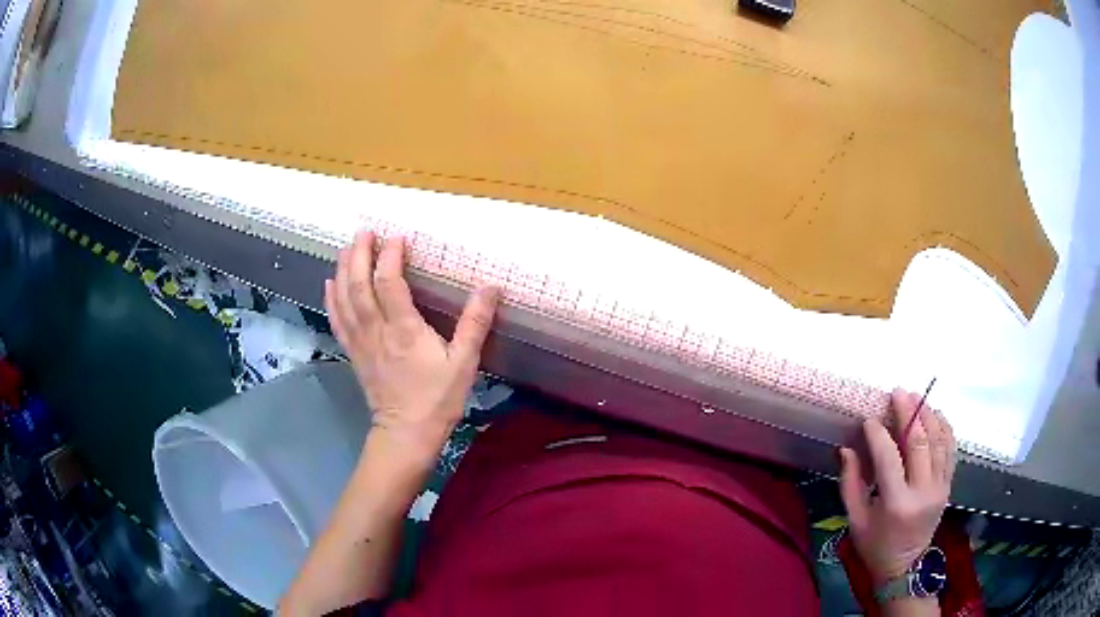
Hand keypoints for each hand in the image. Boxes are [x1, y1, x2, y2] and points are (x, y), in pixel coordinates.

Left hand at [325, 230, 500, 459]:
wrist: (406, 433)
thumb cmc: (438, 399)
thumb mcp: (464, 362)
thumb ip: (475, 323)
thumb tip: (490, 286)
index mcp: (404, 329)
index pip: (389, 282)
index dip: (391, 255)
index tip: (398, 237)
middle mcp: (376, 330)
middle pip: (359, 284)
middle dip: (360, 254)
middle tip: (365, 231)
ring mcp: (360, 341)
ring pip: (344, 298)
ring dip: (343, 270)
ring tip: (347, 248)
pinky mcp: (353, 353)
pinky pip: (337, 320)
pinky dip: (331, 298)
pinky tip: (329, 283)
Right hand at [839, 389, 956, 585]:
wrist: (904, 567)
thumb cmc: (875, 546)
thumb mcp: (856, 520)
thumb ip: (850, 484)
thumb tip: (846, 449)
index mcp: (896, 503)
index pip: (889, 458)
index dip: (878, 434)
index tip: (869, 419)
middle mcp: (923, 491)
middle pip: (920, 441)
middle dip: (908, 412)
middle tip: (897, 393)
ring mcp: (940, 487)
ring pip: (939, 441)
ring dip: (928, 415)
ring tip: (917, 397)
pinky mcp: (948, 485)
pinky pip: (950, 450)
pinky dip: (945, 428)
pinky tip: (936, 415)